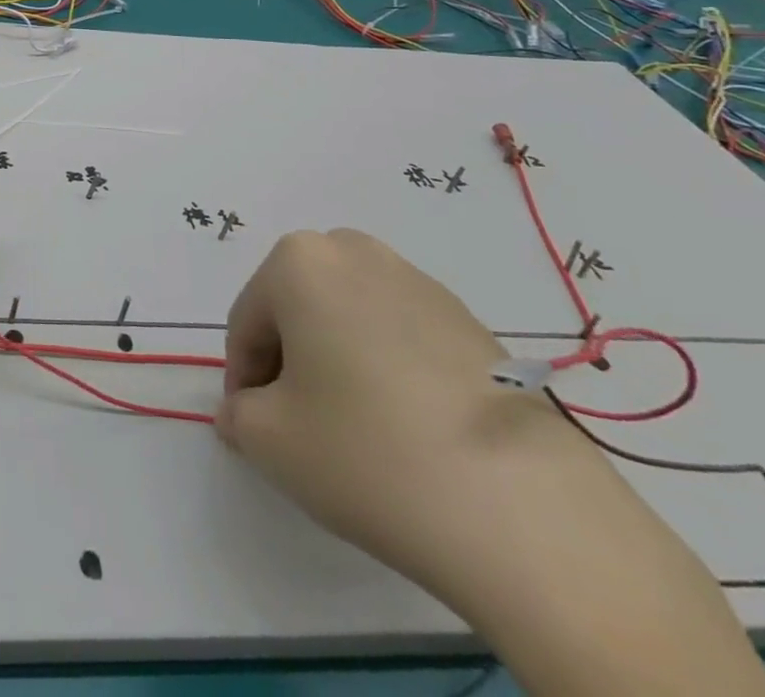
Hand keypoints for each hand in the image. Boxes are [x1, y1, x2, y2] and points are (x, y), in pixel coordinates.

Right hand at [215, 228, 602, 595]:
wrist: (526, 510)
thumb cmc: (367, 453)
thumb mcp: (269, 440)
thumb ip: (238, 414)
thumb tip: (246, 411)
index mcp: (298, 261)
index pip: (248, 322)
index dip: (244, 379)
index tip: (254, 428)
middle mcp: (356, 252)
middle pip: (299, 308)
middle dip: (290, 360)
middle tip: (301, 424)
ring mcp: (421, 282)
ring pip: (350, 318)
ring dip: (338, 361)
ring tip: (358, 430)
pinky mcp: (473, 323)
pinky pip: (402, 336)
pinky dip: (389, 371)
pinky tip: (409, 431)